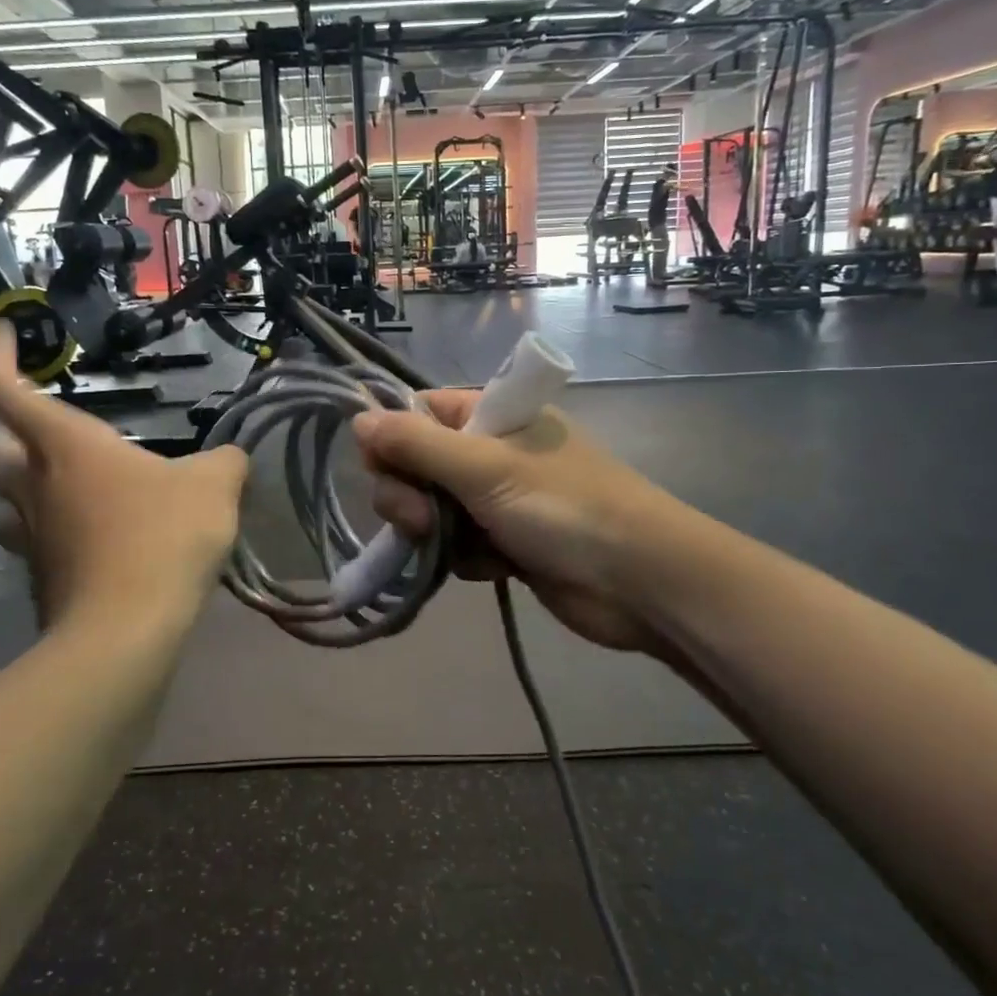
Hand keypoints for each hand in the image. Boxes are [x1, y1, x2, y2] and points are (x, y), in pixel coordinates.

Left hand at [0, 327, 247, 627]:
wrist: (127, 632)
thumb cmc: (163, 537)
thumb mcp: (214, 486)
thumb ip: (225, 461)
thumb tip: (230, 458)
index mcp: (67, 447)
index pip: (4, 390)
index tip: (8, 332)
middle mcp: (36, 486)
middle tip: (37, 435)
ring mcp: (32, 538)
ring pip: (3, 504)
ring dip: (20, 490)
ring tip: (61, 490)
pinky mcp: (41, 581)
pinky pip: (35, 546)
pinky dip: (53, 535)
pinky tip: (91, 542)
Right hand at [353, 392, 665, 654]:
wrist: (640, 582)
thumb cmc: (564, 507)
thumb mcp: (485, 468)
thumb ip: (416, 444)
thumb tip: (357, 420)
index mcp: (491, 416)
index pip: (417, 413)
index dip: (391, 439)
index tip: (382, 468)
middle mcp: (490, 452)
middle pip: (416, 465)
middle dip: (409, 494)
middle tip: (420, 518)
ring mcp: (497, 499)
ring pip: (432, 509)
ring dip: (434, 531)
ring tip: (460, 549)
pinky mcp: (505, 543)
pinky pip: (457, 544)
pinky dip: (463, 558)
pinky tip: (488, 568)